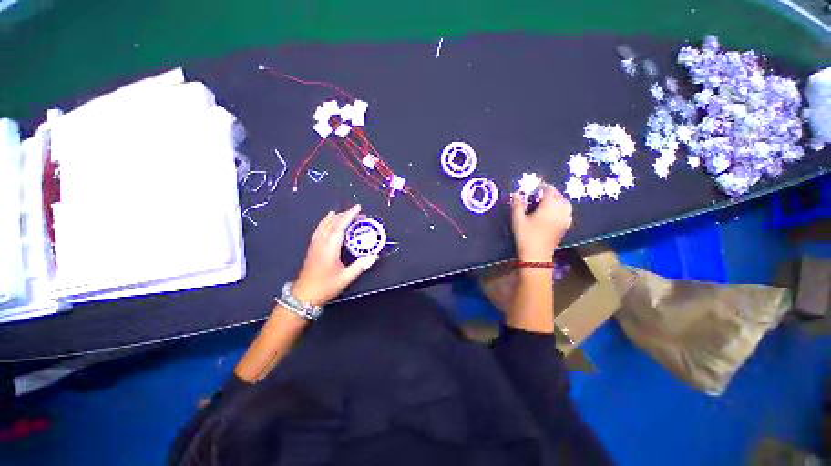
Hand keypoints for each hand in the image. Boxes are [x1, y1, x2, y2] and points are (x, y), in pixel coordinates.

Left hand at [293, 205, 378, 305]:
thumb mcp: (346, 277)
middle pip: (332, 223)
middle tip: (359, 213)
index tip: (358, 207)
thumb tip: (375, 256)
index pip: (340, 226)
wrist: (303, 296)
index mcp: (330, 248)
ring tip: (344, 213)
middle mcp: (321, 242)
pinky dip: (325, 222)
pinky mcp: (312, 248)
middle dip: (345, 215)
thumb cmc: (325, 286)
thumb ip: (361, 265)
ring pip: (324, 225)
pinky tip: (328, 221)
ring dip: (335, 217)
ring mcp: (315, 245)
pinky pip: (319, 230)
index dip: (349, 215)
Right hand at [511, 184, 572, 261]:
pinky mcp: (565, 227)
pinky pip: (567, 212)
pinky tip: (555, 211)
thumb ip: (517, 204)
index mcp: (549, 206)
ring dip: (557, 199)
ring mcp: (564, 219)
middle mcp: (560, 210)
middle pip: (558, 195)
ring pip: (565, 203)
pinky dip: (562, 208)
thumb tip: (516, 193)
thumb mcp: (517, 219)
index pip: (549, 190)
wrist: (536, 255)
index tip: (534, 186)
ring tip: (547, 200)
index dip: (542, 186)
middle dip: (549, 191)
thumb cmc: (525, 235)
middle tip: (538, 193)